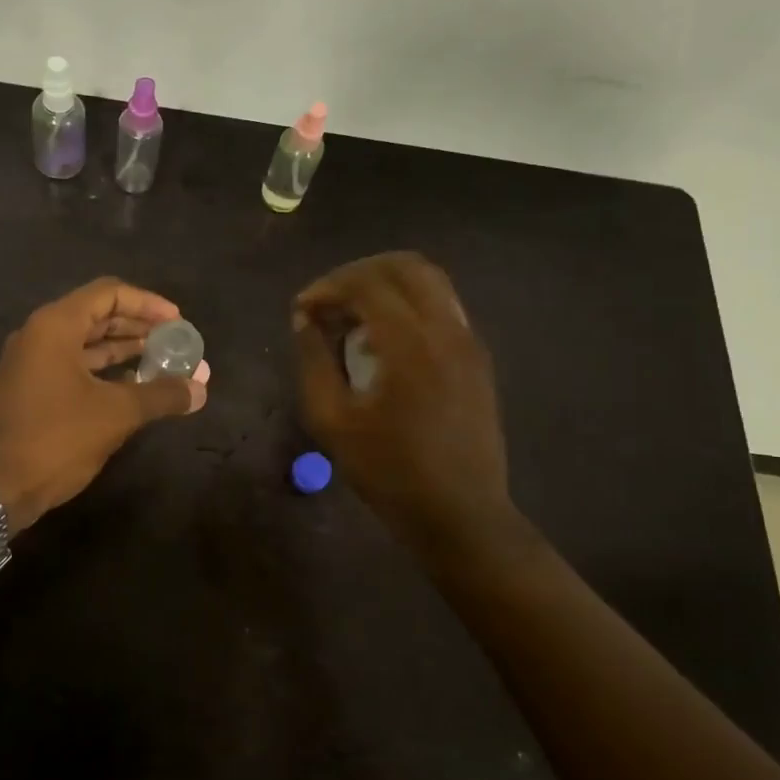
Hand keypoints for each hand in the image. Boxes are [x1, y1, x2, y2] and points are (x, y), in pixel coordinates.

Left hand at [0, 278, 209, 531]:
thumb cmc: (57, 438)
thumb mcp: (117, 413)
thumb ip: (162, 394)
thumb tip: (201, 389)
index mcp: (55, 326)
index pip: (109, 294)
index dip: (148, 303)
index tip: (177, 322)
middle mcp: (40, 335)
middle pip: (97, 315)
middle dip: (139, 327)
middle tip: (174, 342)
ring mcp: (31, 362)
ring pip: (86, 343)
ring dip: (124, 349)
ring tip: (162, 362)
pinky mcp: (30, 388)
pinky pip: (74, 365)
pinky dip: (104, 370)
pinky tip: (133, 386)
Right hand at [293, 252, 512, 551]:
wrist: (459, 513)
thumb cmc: (389, 472)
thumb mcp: (332, 420)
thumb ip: (314, 361)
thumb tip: (305, 320)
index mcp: (410, 343)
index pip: (367, 283)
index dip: (328, 286)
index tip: (302, 308)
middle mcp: (447, 329)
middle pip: (406, 266)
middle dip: (360, 272)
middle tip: (329, 298)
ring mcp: (469, 341)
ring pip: (431, 282)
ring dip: (387, 284)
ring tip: (354, 314)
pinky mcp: (477, 358)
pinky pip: (443, 307)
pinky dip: (409, 304)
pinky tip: (385, 338)